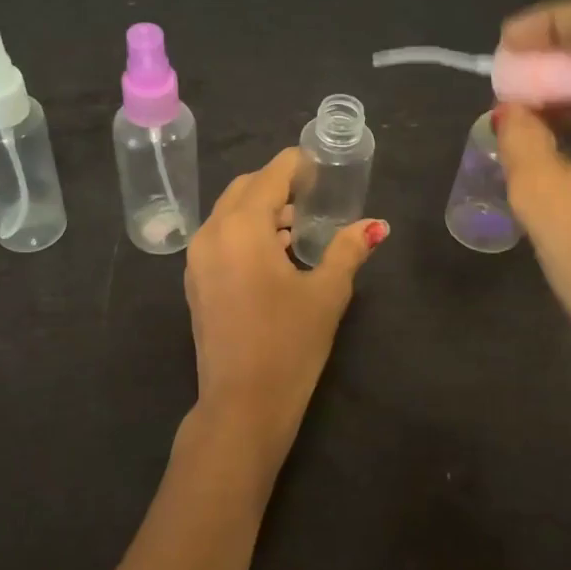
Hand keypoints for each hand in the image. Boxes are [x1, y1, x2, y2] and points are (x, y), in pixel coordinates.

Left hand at [182, 148, 387, 472]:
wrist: (242, 405)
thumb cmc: (289, 344)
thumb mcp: (326, 293)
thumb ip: (349, 250)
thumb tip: (375, 226)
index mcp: (242, 227)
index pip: (270, 175)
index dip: (297, 164)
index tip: (322, 165)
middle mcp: (211, 233)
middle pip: (244, 189)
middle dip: (277, 184)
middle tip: (313, 195)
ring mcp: (196, 259)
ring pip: (229, 214)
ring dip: (261, 210)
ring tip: (298, 227)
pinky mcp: (195, 282)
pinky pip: (220, 238)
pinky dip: (245, 232)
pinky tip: (274, 255)